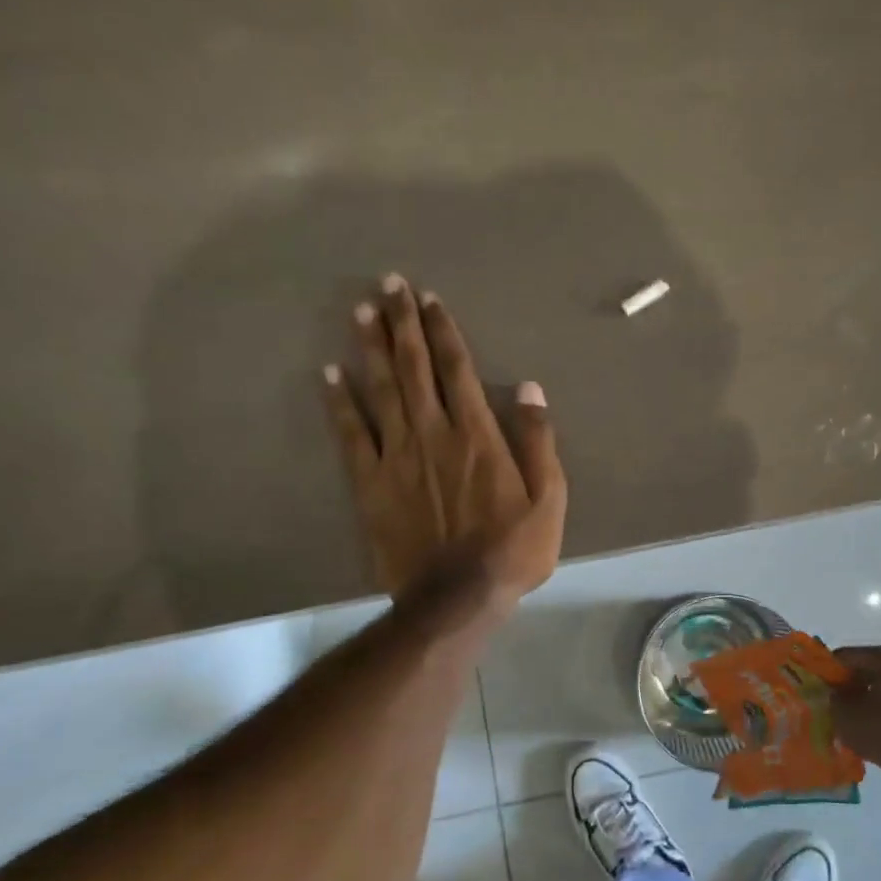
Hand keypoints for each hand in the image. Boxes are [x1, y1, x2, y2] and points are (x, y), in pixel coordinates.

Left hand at [322, 275, 566, 608]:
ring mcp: (398, 457)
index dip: (444, 331)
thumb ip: (539, 442)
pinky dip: (340, 403)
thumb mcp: (550, 499)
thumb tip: (530, 389)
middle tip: (389, 283)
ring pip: (381, 391)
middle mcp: (435, 434)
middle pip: (415, 368)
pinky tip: (330, 374)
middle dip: (403, 323)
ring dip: (371, 348)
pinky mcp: (371, 484)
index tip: (430, 299)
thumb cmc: (513, 549)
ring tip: (360, 311)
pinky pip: (352, 435)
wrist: (457, 597)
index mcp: (479, 436)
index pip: (458, 370)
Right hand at [831, 645, 880, 782]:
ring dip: (871, 696)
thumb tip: (836, 694)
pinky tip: (873, 724)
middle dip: (853, 683)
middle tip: (835, 699)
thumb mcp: (844, 714)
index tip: (819, 684)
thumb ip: (834, 697)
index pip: (851, 656)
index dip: (831, 670)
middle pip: (873, 669)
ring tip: (853, 714)